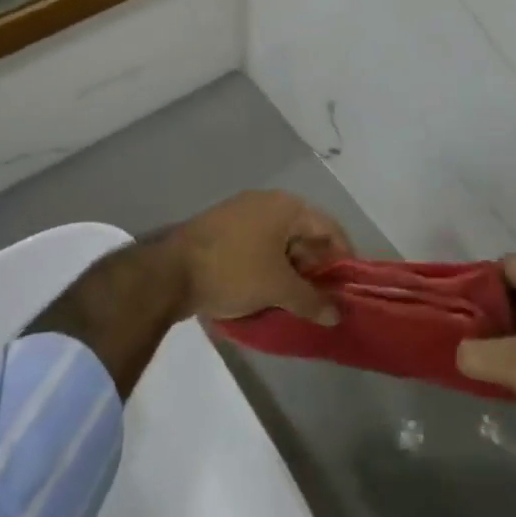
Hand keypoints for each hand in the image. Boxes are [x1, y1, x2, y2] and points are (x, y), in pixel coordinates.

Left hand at [171, 190, 353, 324]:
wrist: (168, 272)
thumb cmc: (233, 271)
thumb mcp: (278, 289)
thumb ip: (311, 301)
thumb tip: (336, 314)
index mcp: (286, 206)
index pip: (329, 228)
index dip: (342, 257)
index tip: (347, 287)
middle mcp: (266, 202)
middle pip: (304, 234)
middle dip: (315, 267)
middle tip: (321, 299)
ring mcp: (241, 214)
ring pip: (279, 242)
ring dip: (290, 270)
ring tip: (295, 301)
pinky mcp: (221, 230)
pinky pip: (257, 247)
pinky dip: (267, 268)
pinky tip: (266, 293)